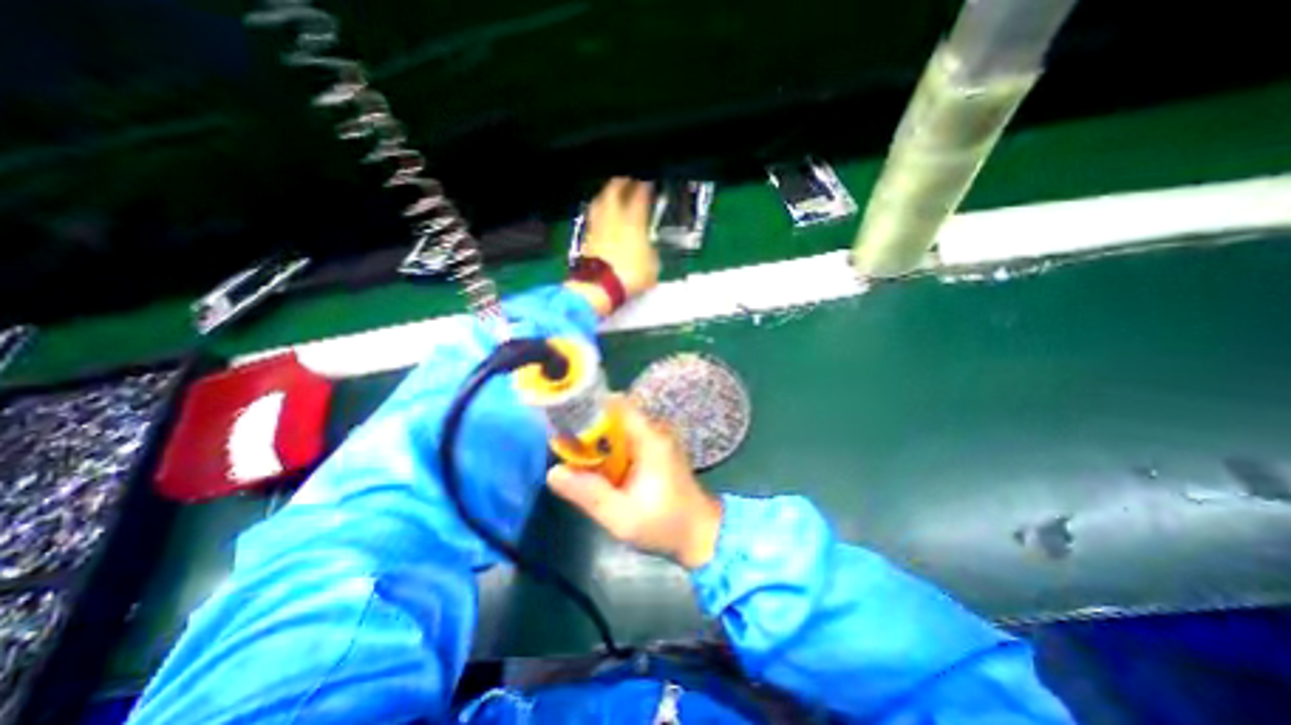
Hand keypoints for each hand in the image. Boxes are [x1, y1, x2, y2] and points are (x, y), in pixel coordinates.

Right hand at [544, 399, 723, 567]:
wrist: (700, 534)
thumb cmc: (664, 525)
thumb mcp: (620, 517)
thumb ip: (588, 494)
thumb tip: (554, 472)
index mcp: (650, 438)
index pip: (618, 404)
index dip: (590, 407)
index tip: (566, 421)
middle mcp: (655, 431)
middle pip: (616, 414)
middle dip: (590, 427)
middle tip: (566, 446)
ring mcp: (657, 440)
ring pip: (620, 427)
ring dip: (599, 440)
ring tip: (578, 458)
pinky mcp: (657, 450)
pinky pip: (628, 439)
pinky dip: (611, 448)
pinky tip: (600, 469)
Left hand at [567, 176, 658, 314]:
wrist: (600, 286)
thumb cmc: (630, 275)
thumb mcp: (652, 266)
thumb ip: (651, 252)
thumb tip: (648, 249)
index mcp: (633, 221)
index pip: (640, 196)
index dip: (645, 186)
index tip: (648, 182)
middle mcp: (613, 218)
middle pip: (613, 191)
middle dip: (621, 182)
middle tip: (626, 180)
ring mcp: (597, 227)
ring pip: (599, 202)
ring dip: (605, 195)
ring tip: (610, 194)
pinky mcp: (586, 240)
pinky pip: (593, 220)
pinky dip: (598, 214)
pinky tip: (601, 218)